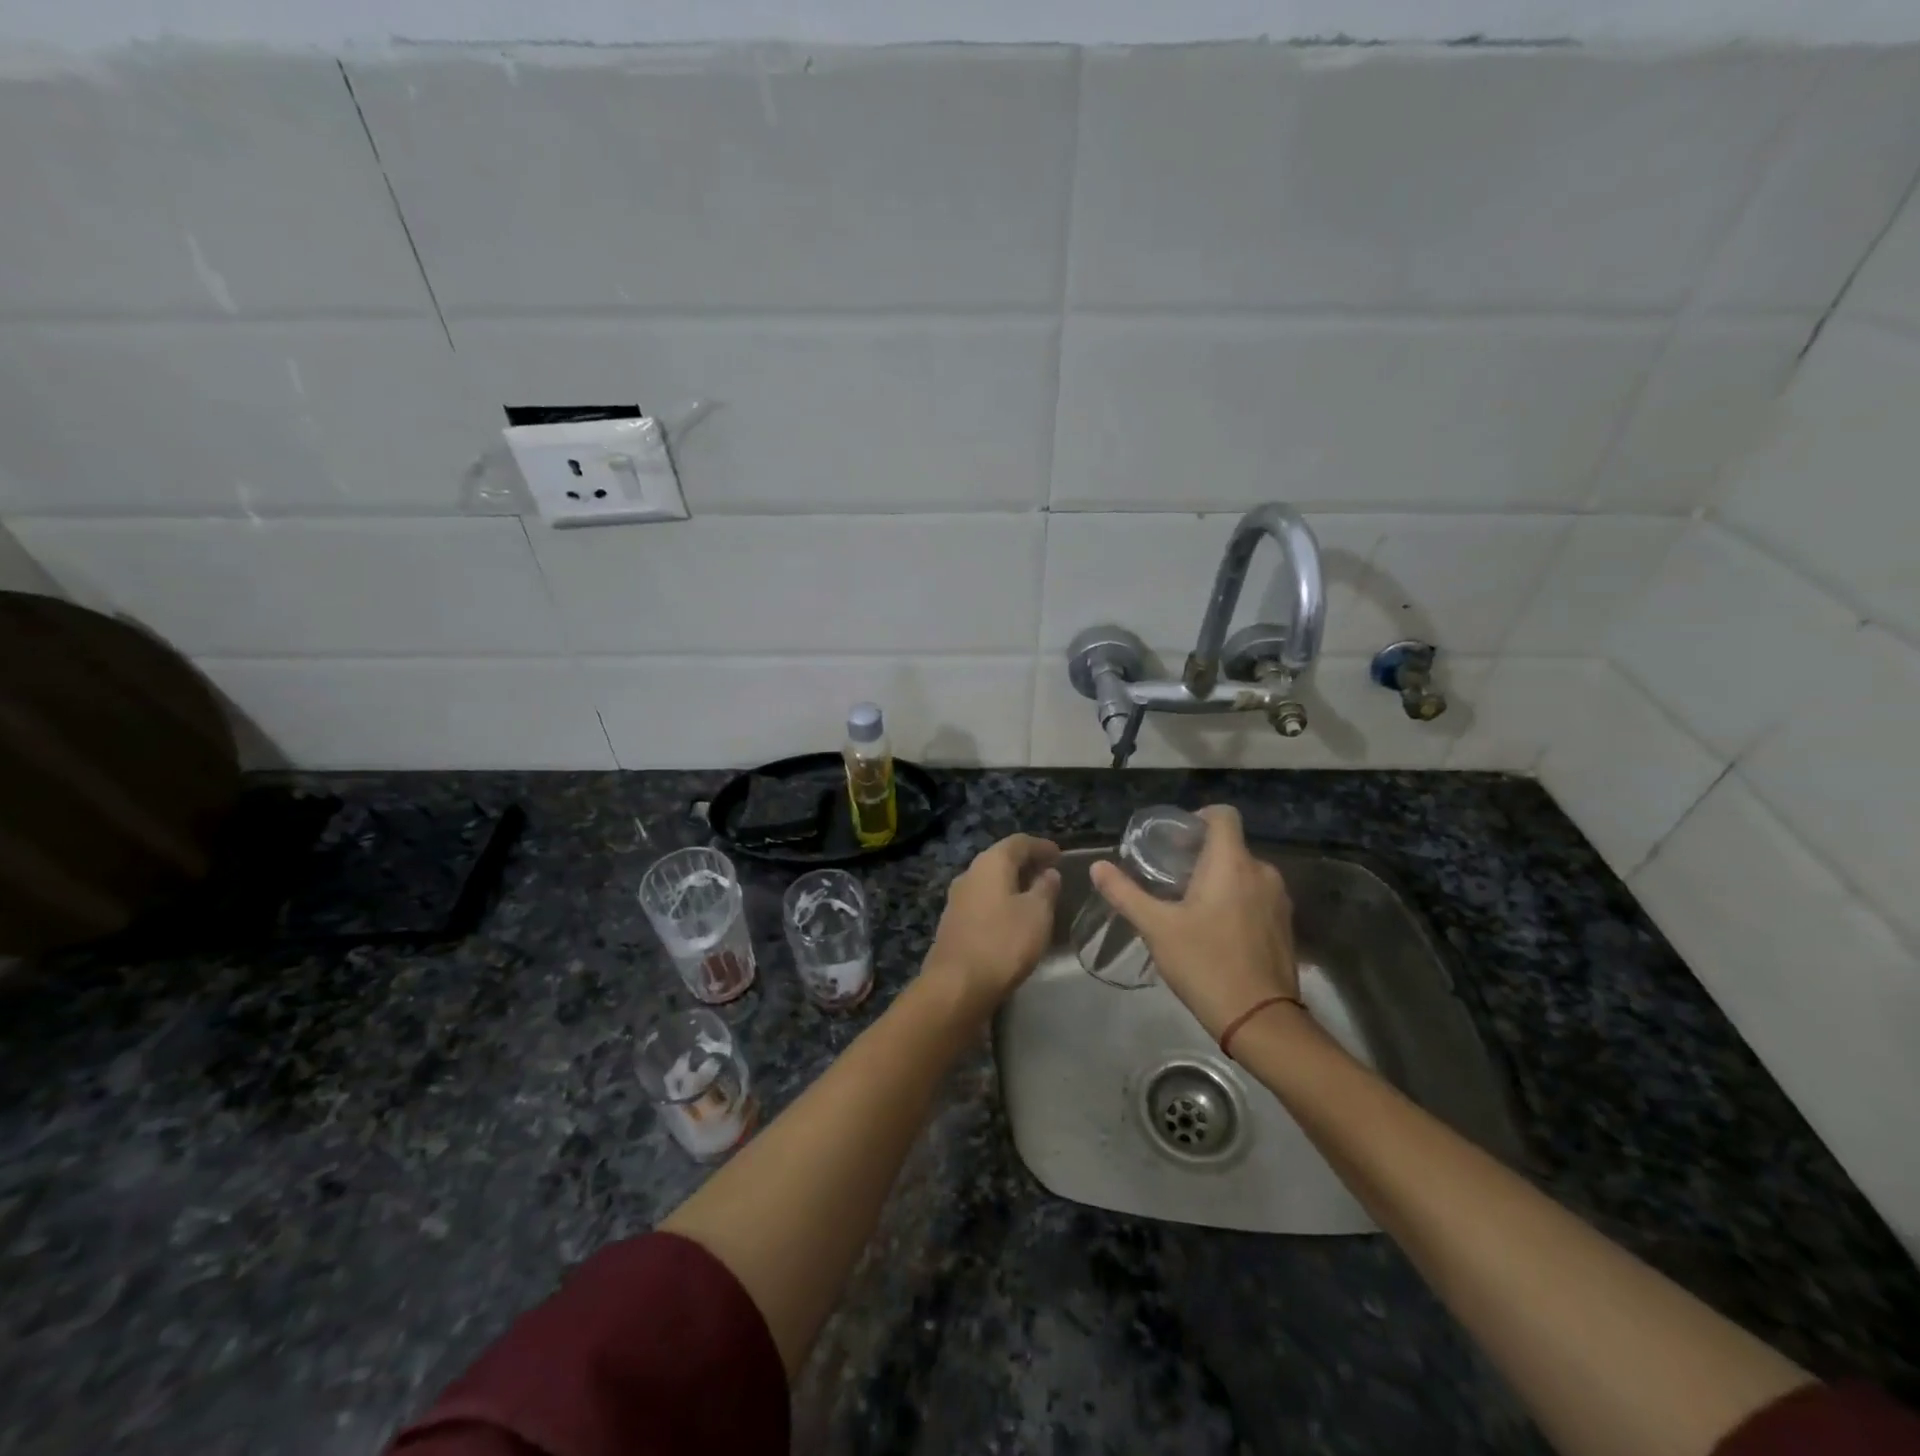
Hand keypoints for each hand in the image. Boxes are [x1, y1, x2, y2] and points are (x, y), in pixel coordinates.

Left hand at [925, 833, 1061, 1017]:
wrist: (956, 985)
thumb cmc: (1003, 942)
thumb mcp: (1037, 914)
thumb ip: (1045, 889)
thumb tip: (1048, 872)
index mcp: (990, 863)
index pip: (1018, 842)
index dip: (1041, 846)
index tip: (1059, 854)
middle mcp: (969, 874)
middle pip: (1001, 859)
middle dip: (1026, 863)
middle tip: (1049, 873)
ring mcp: (957, 899)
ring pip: (990, 881)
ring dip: (1012, 884)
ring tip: (1035, 895)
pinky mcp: (953, 923)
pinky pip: (982, 901)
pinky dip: (1001, 902)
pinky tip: (1013, 917)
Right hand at [1089, 805, 1299, 1040]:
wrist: (1260, 1020)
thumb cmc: (1205, 964)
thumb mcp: (1156, 928)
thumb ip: (1125, 893)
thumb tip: (1097, 866)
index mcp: (1232, 863)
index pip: (1223, 814)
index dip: (1198, 817)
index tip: (1173, 841)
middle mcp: (1262, 872)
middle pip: (1230, 845)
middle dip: (1200, 854)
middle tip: (1168, 877)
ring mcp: (1278, 900)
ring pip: (1243, 872)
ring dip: (1217, 879)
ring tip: (1187, 904)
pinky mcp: (1284, 925)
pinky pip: (1256, 896)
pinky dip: (1235, 900)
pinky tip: (1213, 929)